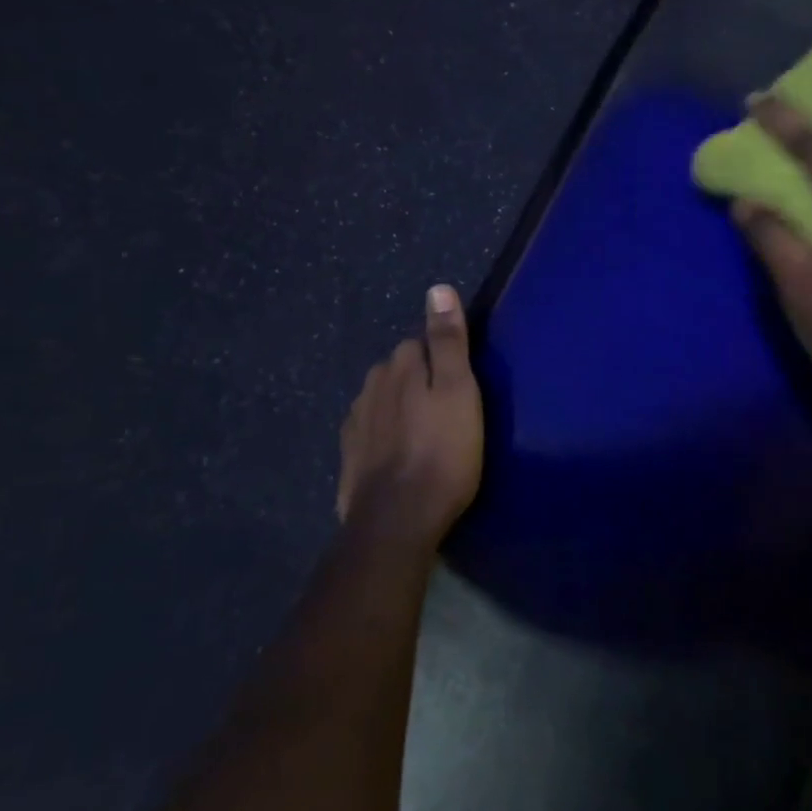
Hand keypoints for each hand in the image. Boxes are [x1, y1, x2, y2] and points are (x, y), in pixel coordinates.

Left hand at [338, 285, 484, 547]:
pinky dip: (387, 437)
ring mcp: (355, 421)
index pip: (420, 343)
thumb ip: (447, 340)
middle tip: (449, 413)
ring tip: (427, 437)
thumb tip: (438, 288)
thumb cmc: (442, 452)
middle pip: (400, 371)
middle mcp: (371, 385)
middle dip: (420, 383)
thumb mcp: (459, 391)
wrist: (397, 522)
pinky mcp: (350, 455)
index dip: (443, 361)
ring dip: (403, 410)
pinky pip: (373, 432)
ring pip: (385, 401)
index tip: (461, 385)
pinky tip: (402, 457)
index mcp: (398, 364)